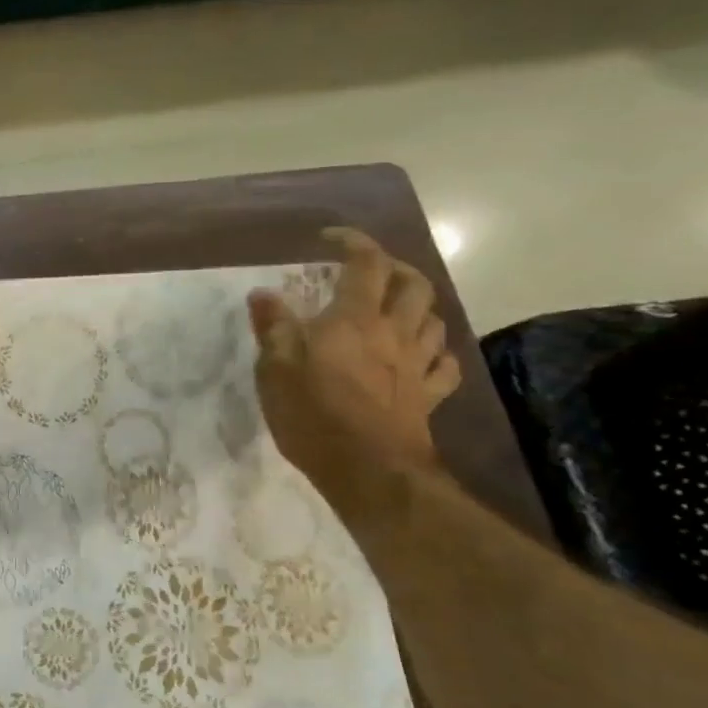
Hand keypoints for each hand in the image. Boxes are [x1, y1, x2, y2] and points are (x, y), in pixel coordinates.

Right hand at [247, 228, 461, 501]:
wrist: (368, 469)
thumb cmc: (313, 414)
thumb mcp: (275, 368)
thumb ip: (272, 327)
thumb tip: (263, 294)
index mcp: (355, 319)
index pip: (365, 263)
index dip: (353, 242)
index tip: (331, 238)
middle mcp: (394, 332)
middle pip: (413, 284)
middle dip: (395, 268)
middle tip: (370, 271)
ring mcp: (416, 365)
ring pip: (434, 320)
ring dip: (418, 306)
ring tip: (396, 310)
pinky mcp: (427, 396)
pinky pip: (444, 365)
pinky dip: (435, 352)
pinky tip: (422, 356)